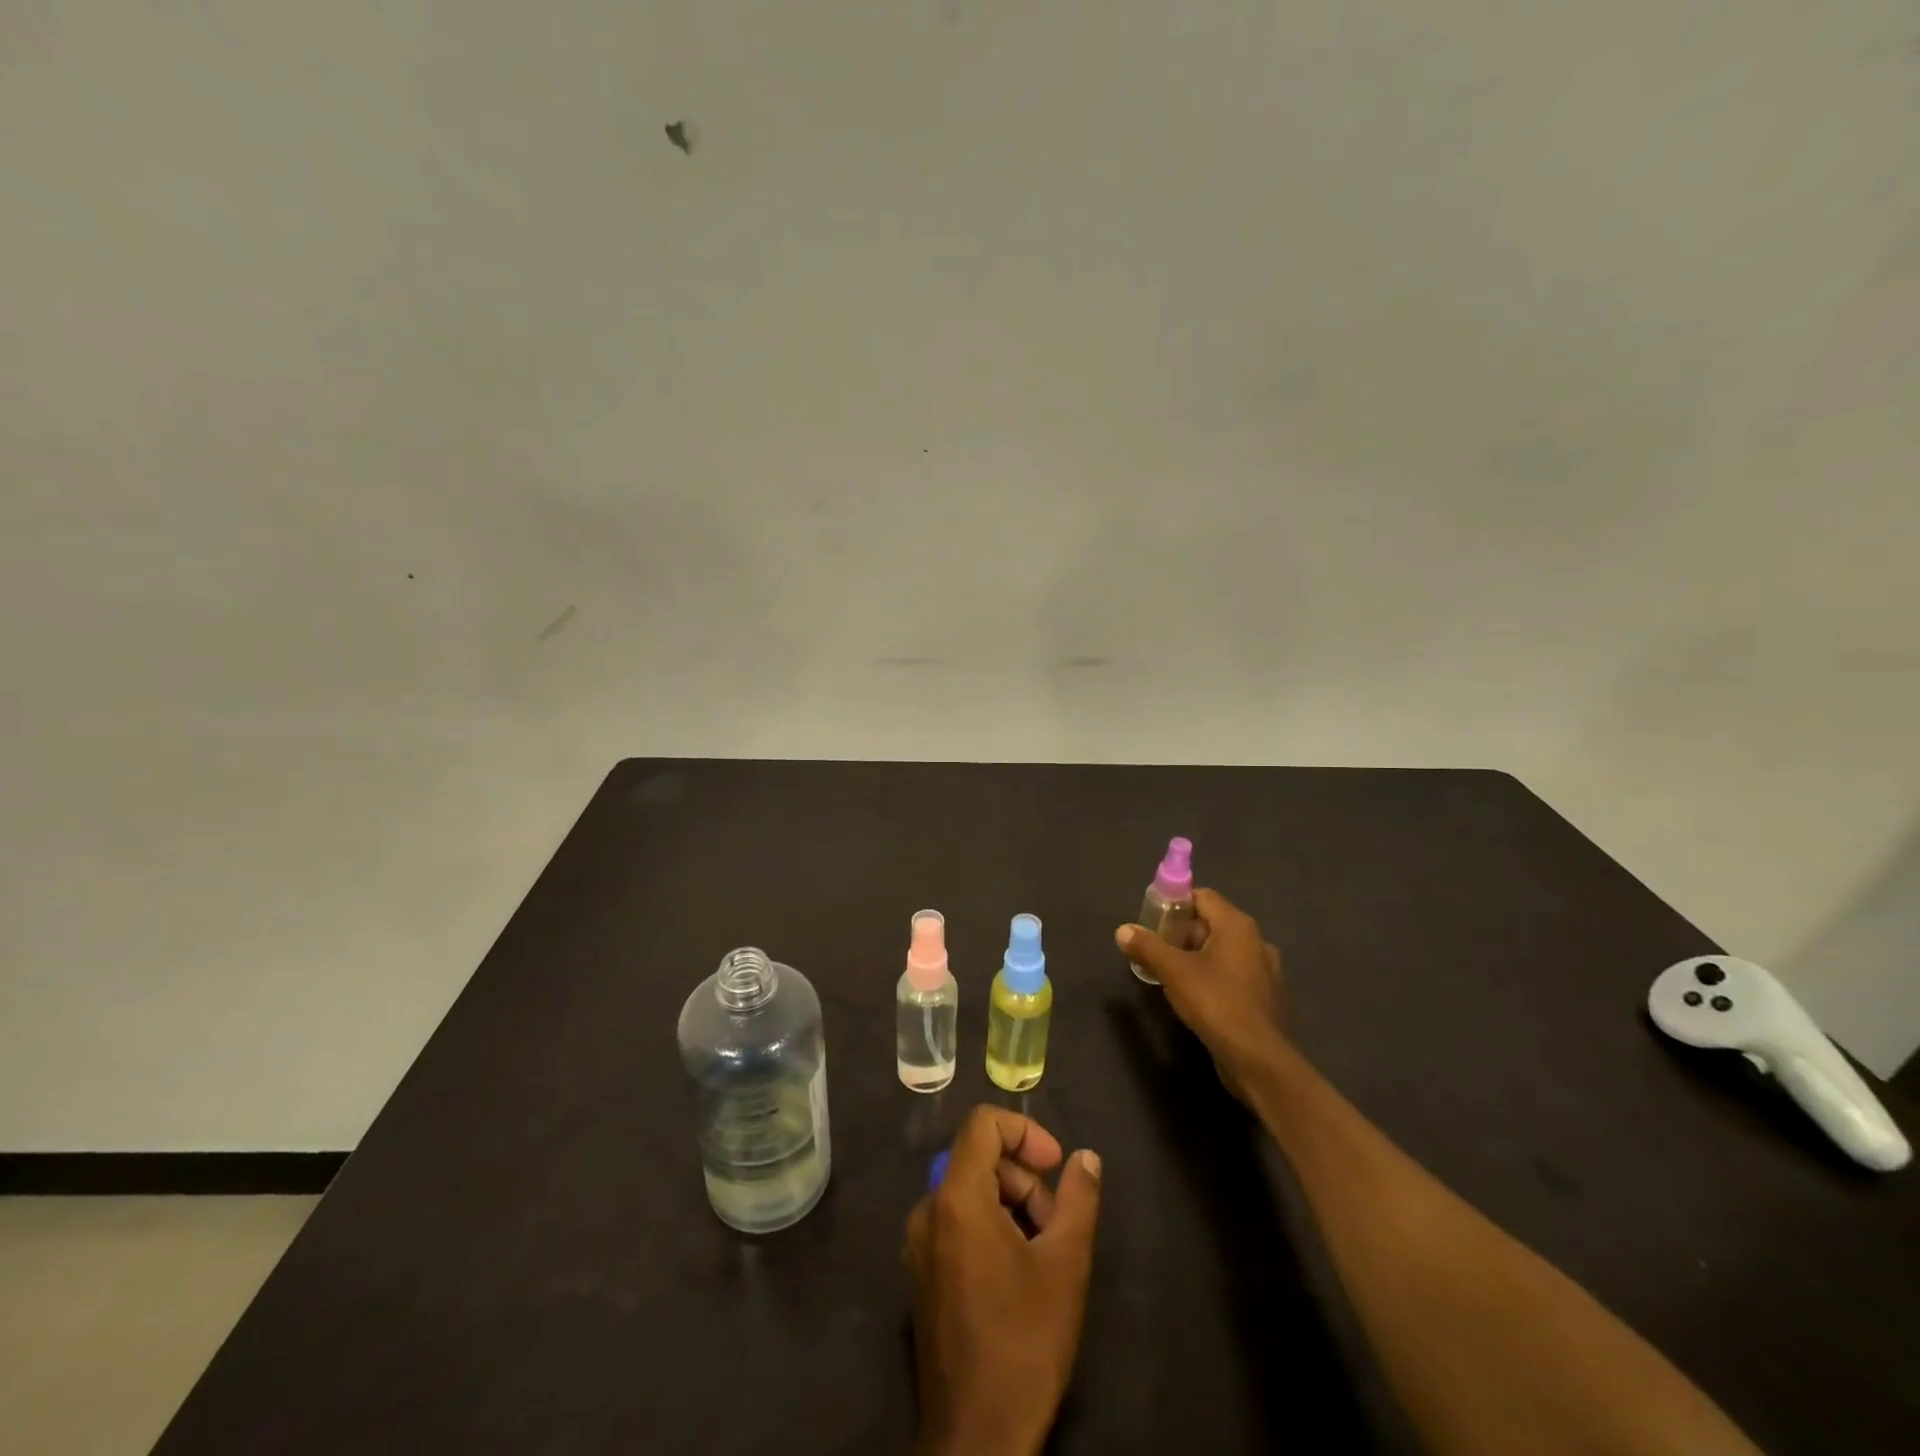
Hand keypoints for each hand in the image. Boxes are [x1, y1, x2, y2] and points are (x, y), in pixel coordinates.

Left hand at [905, 1106, 1102, 1455]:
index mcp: (956, 1197)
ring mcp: (918, 1244)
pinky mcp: (920, 1274)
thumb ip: (1078, 1199)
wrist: (977, 1438)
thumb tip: (1085, 1158)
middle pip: (979, 1160)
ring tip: (1043, 1253)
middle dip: (1024, 1179)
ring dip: (1011, 1205)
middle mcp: (927, 1210)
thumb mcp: (1065, 1265)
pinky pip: (956, 1223)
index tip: (1055, 1166)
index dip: (1024, 1131)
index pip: (983, 1124)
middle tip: (1057, 1224)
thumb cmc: (1023, 1342)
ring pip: (969, 1193)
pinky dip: (989, 1227)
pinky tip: (1017, 1273)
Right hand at [1115, 888, 1286, 1096]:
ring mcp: (1267, 971)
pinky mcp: (1268, 998)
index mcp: (1237, 926)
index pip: (1203, 896)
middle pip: (1213, 923)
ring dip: (1200, 957)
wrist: (1258, 1059)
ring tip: (1174, 975)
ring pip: (1225, 952)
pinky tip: (1200, 998)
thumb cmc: (1215, 1002)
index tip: (1154, 921)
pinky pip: (1236, 976)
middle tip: (1159, 950)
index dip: (1176, 904)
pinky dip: (1217, 978)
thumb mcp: (1173, 971)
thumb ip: (1147, 946)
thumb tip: (1123, 930)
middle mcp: (1258, 941)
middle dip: (1184, 933)